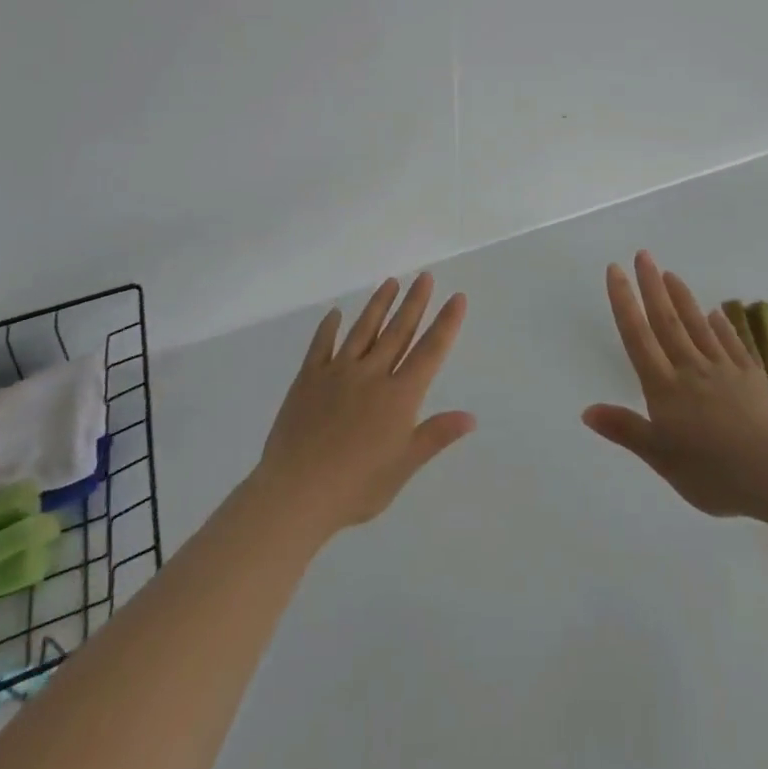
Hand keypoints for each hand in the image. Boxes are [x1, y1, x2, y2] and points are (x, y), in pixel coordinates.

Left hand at [252, 273, 474, 538]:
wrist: (296, 492)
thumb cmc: (356, 487)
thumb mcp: (403, 467)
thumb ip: (435, 436)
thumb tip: (471, 417)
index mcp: (398, 397)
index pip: (429, 352)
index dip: (446, 323)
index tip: (457, 297)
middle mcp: (371, 375)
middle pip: (398, 332)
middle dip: (414, 302)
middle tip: (425, 276)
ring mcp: (338, 373)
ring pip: (363, 330)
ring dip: (379, 305)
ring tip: (390, 282)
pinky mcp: (308, 378)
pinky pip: (321, 345)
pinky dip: (328, 328)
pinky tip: (334, 313)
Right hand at [583, 252, 767, 517]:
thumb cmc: (714, 474)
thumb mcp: (662, 459)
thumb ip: (626, 430)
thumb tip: (586, 410)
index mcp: (665, 388)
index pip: (638, 337)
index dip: (624, 302)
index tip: (616, 270)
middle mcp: (692, 369)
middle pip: (667, 321)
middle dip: (652, 287)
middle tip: (643, 255)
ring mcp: (725, 371)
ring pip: (699, 326)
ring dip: (683, 298)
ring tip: (671, 274)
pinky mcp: (753, 379)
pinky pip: (733, 345)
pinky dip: (723, 327)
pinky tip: (717, 314)